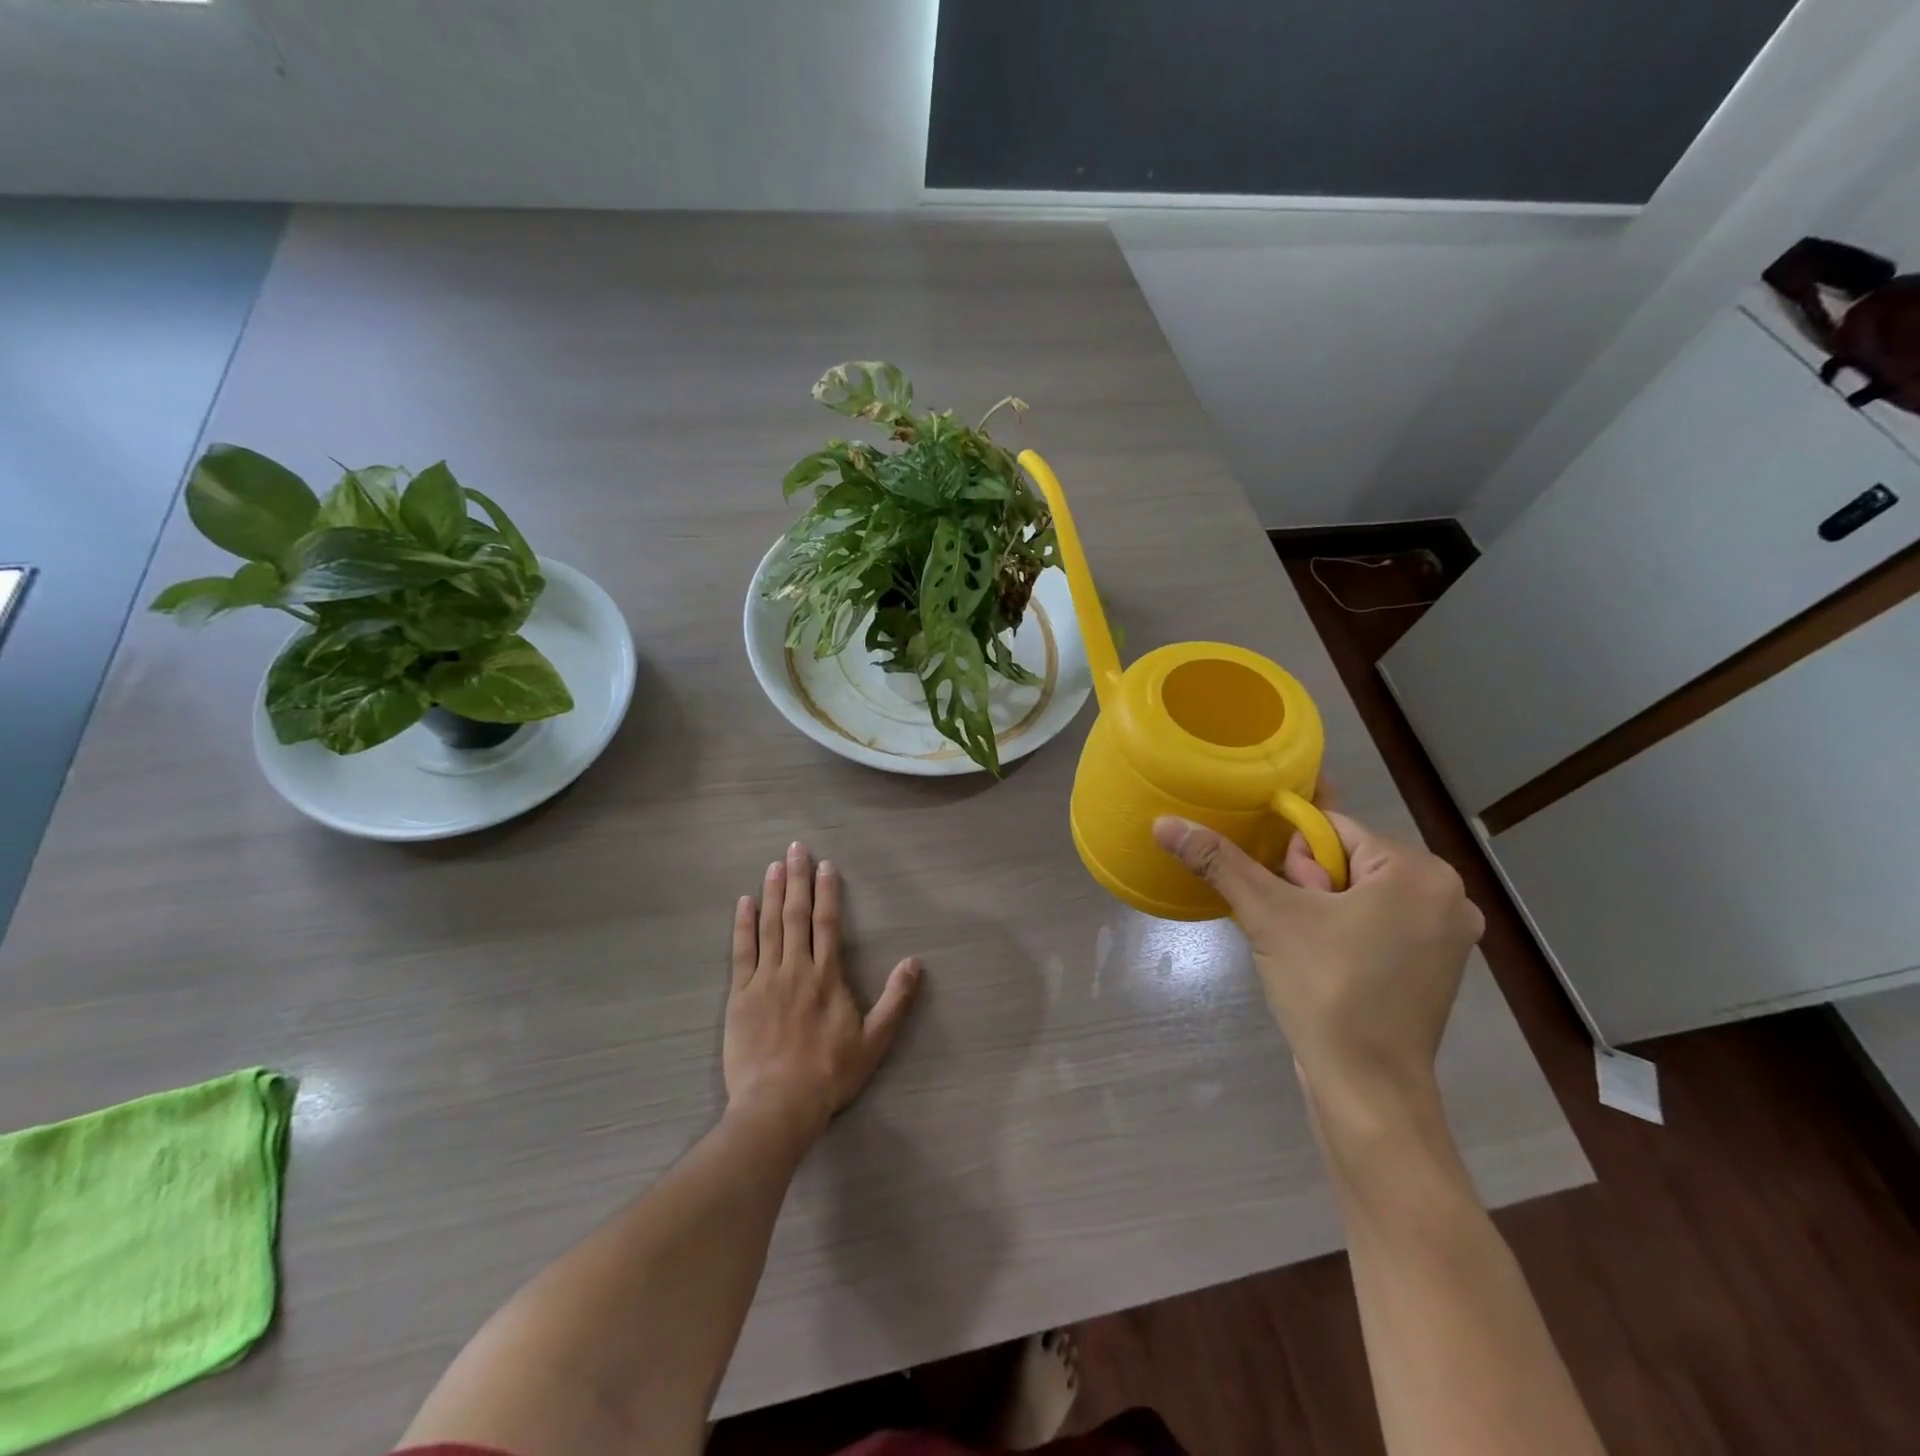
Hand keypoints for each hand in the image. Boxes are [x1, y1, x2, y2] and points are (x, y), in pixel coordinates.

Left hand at [724, 841, 920, 1139]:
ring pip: (769, 926)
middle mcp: (796, 968)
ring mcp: (764, 980)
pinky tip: (743, 903)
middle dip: (797, 878)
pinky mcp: (739, 996)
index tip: (825, 865)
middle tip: (796, 848)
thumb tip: (915, 962)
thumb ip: (895, 999)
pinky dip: (742, 925)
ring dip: (771, 893)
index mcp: (826, 976)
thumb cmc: (829, 1073)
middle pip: (795, 914)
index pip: (827, 922)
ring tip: (774, 865)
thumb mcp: (874, 1040)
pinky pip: (741, 952)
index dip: (826, 891)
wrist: (778, 1105)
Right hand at [1152, 812, 1482, 1120]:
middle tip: (1297, 930)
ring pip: (1359, 891)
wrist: (1367, 1090)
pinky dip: (1344, 930)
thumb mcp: (1267, 916)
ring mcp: (1446, 936)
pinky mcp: (1434, 967)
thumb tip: (1164, 823)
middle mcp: (1447, 895)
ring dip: (1322, 908)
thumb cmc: (1327, 990)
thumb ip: (1219, 861)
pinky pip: (1377, 922)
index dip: (1294, 856)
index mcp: (1420, 872)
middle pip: (1348, 858)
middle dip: (1309, 885)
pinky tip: (1325, 961)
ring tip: (1307, 949)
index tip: (1284, 897)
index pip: (1333, 828)